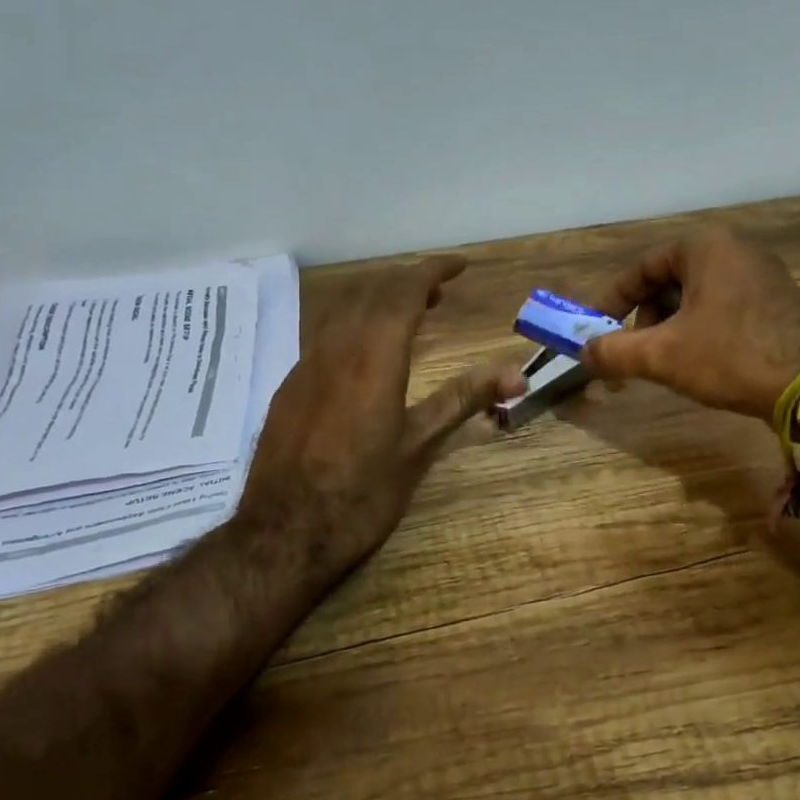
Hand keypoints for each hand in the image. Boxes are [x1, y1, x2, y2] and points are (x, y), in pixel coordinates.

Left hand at [239, 256, 525, 576]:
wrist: (284, 534)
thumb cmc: (362, 494)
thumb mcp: (419, 446)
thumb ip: (463, 400)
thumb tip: (516, 373)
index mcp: (373, 356)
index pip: (404, 291)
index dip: (432, 271)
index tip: (459, 265)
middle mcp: (334, 349)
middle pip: (371, 292)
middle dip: (407, 282)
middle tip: (439, 292)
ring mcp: (304, 366)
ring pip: (341, 310)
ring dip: (377, 300)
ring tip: (406, 315)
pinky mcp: (288, 388)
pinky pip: (323, 335)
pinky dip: (353, 325)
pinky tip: (364, 354)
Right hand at [582, 229, 799, 421]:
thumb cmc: (732, 355)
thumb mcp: (662, 355)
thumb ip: (615, 351)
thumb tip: (584, 355)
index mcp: (705, 248)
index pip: (641, 268)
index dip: (612, 300)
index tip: (595, 330)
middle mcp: (735, 252)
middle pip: (668, 283)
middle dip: (643, 321)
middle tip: (631, 355)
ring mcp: (762, 277)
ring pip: (696, 301)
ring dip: (670, 332)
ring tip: (663, 366)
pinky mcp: (778, 305)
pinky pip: (723, 312)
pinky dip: (699, 334)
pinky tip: (700, 366)